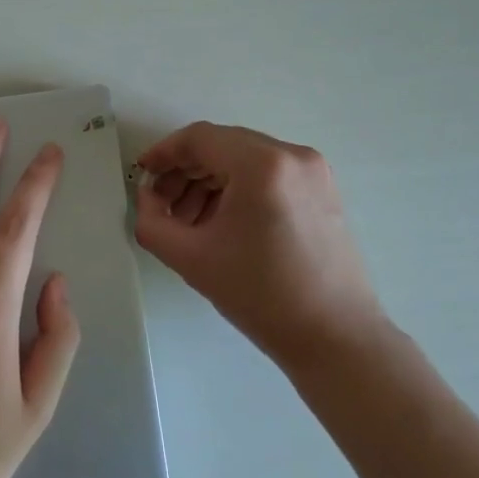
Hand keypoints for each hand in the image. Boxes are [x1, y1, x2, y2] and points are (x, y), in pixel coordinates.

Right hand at [135, 122, 380, 367]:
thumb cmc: (261, 297)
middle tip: (161, 204)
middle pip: (223, 145)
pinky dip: (239, 187)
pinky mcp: (322, 187)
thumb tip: (147, 197)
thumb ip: (152, 222)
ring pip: (245, 158)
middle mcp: (291, 154)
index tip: (143, 174)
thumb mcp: (192, 259)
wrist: (335, 338)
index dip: (164, 153)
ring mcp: (312, 169)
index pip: (200, 139)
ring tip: (189, 220)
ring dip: (211, 180)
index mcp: (262, 165)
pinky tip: (222, 221)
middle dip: (186, 170)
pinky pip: (268, 172)